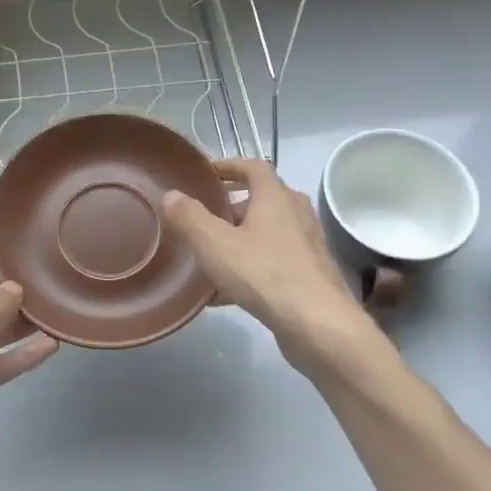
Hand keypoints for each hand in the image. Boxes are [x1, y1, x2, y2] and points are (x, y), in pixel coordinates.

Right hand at [162, 158, 372, 374]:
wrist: (318, 325)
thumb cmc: (264, 274)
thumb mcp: (215, 244)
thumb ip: (189, 217)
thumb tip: (171, 195)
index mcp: (276, 197)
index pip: (253, 166)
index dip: (228, 165)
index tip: (206, 174)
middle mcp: (296, 213)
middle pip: (261, 199)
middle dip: (230, 207)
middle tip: (202, 219)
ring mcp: (307, 245)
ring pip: (267, 233)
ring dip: (239, 239)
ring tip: (209, 256)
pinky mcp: (309, 274)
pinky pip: (273, 261)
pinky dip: (249, 267)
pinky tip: (224, 294)